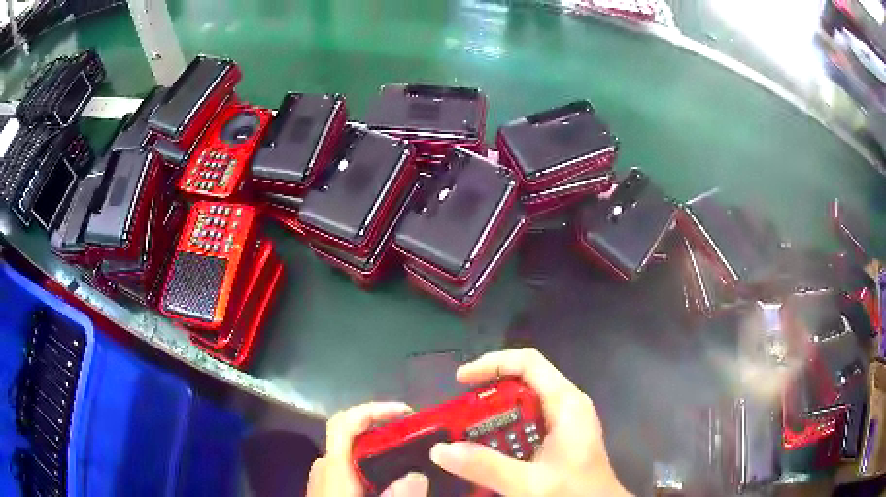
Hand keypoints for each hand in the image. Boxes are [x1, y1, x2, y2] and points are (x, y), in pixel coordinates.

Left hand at [307, 402, 428, 496]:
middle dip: (385, 429)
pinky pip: (351, 467)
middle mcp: (325, 466)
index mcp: (334, 468)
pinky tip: (390, 479)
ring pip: (353, 452)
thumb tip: (417, 475)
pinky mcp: (328, 488)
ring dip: (380, 447)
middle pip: (352, 435)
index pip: (345, 424)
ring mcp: (324, 477)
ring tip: (410, 455)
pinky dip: (372, 463)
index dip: (374, 410)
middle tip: (418, 436)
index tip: (407, 412)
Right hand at [429, 348, 630, 496]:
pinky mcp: (558, 442)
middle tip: (456, 419)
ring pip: (520, 409)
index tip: (460, 380)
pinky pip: (524, 429)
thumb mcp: (530, 483)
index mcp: (566, 403)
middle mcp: (565, 407)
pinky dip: (502, 437)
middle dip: (486, 400)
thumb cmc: (575, 492)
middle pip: (521, 385)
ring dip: (491, 422)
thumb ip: (487, 467)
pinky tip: (488, 456)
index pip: (528, 363)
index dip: (492, 364)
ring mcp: (563, 425)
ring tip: (465, 439)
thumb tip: (441, 450)